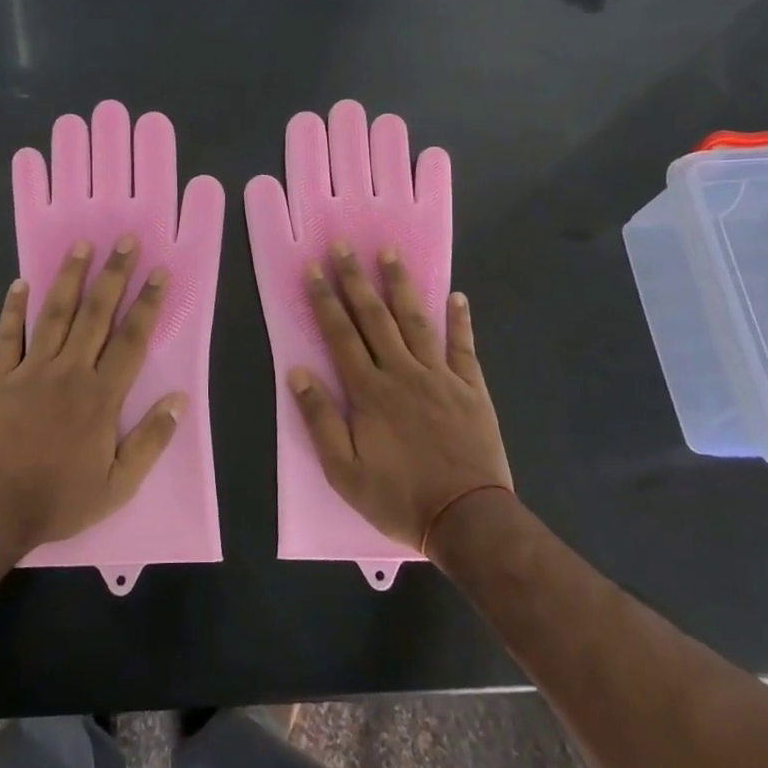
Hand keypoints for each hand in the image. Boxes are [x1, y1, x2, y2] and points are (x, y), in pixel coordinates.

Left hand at [0, 236, 183, 556]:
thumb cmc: (60, 499)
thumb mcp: (119, 486)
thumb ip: (151, 440)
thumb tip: (179, 400)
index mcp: (101, 396)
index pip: (131, 340)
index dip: (148, 304)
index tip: (159, 272)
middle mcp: (69, 371)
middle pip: (96, 314)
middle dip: (113, 275)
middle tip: (124, 240)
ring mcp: (30, 370)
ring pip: (54, 315)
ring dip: (69, 278)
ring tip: (81, 245)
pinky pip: (7, 335)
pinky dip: (13, 308)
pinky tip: (19, 282)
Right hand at [291, 243, 513, 554]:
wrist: (467, 520)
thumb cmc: (399, 497)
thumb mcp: (343, 470)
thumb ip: (319, 418)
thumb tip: (296, 372)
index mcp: (369, 391)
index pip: (340, 335)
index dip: (325, 300)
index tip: (315, 269)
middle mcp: (402, 372)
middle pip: (374, 318)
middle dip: (356, 280)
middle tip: (345, 246)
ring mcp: (440, 376)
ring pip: (416, 321)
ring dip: (401, 285)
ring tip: (390, 253)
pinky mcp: (471, 388)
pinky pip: (463, 346)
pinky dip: (459, 320)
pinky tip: (456, 296)